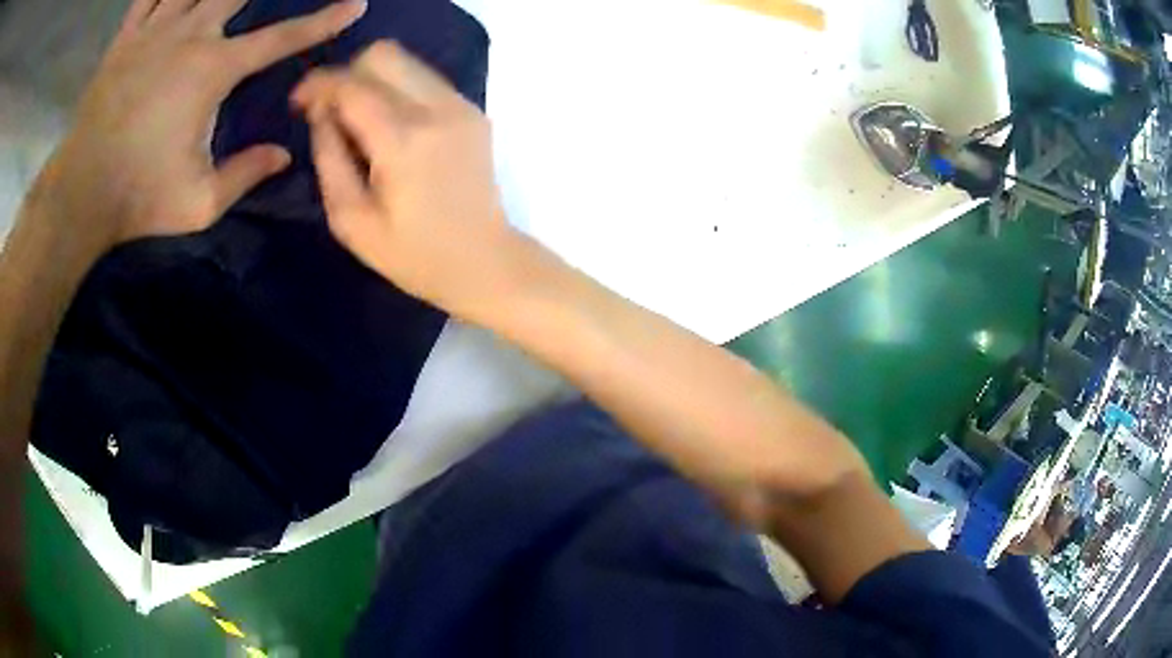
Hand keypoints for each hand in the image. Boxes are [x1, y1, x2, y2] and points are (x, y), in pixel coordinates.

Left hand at [29, 0, 366, 250]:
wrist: (79, 195)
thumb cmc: (138, 198)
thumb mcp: (199, 203)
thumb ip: (244, 174)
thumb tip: (284, 155)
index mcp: (213, 70)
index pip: (281, 38)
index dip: (322, 21)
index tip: (354, 5)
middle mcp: (190, 35)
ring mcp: (154, 32)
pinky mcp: (125, 40)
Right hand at [292, 42, 522, 318]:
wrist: (486, 261)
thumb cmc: (414, 255)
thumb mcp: (352, 221)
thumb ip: (329, 159)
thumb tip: (321, 114)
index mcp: (402, 140)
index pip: (351, 84)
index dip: (317, 85)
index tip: (298, 103)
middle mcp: (437, 109)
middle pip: (382, 54)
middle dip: (346, 74)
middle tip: (329, 110)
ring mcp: (461, 105)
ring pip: (406, 61)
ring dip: (372, 79)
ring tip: (357, 119)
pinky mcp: (473, 110)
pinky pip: (425, 78)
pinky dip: (398, 89)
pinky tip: (389, 125)